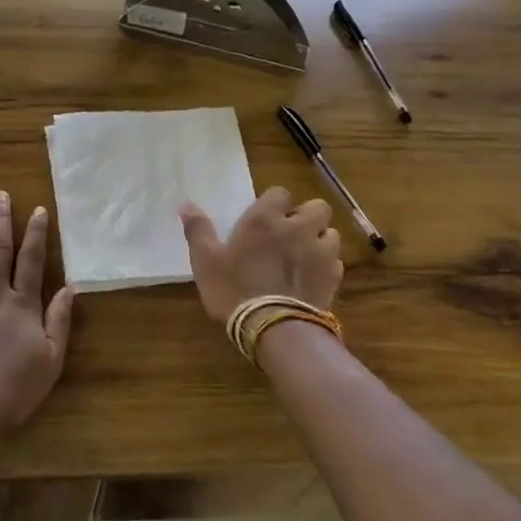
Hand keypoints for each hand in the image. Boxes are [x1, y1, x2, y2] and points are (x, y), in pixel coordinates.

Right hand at [179, 187, 342, 323]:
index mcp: (265, 219)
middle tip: (289, 233)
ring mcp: (320, 251)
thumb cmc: (234, 289)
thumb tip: (185, 204)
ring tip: (303, 256)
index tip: (265, 219)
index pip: (280, 192)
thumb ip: (198, 230)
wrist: (274, 328)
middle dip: (306, 216)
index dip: (274, 203)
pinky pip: (335, 261)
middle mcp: (297, 227)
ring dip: (319, 240)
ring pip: (330, 233)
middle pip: (317, 206)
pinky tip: (311, 279)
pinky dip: (325, 266)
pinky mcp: (333, 276)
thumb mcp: (206, 261)